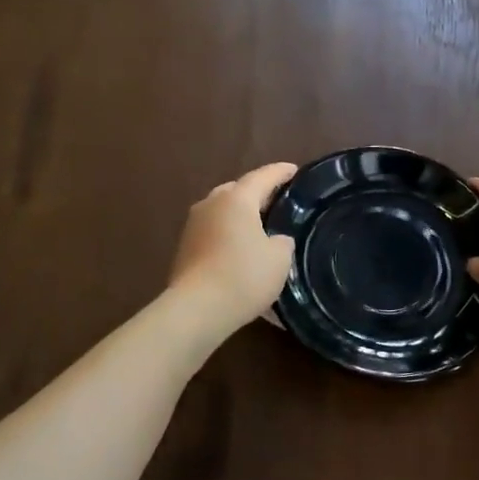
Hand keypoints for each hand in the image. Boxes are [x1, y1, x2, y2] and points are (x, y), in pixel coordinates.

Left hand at [167, 162, 298, 336]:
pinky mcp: (184, 248)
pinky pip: (213, 232)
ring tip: (259, 226)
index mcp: (236, 199)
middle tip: (277, 200)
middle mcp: (211, 204)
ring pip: (222, 211)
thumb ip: (282, 241)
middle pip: (237, 191)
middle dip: (257, 193)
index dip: (280, 172)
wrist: (196, 309)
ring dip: (240, 216)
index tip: (294, 170)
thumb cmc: (244, 276)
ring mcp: (193, 226)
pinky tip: (240, 249)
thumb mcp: (279, 258)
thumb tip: (276, 239)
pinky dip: (228, 235)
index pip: (262, 176)